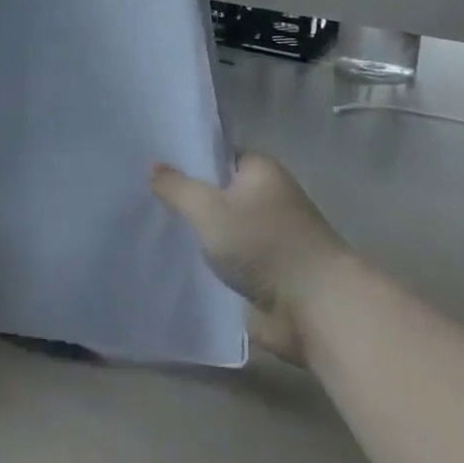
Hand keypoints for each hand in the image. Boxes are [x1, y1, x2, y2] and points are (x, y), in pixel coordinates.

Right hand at [151, 153, 346, 363]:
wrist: (316, 307)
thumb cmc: (264, 245)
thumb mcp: (209, 209)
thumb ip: (178, 188)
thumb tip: (155, 167)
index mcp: (260, 170)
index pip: (218, 155)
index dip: (188, 161)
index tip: (155, 171)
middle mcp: (269, 196)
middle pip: (220, 192)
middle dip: (190, 200)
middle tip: (147, 203)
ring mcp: (271, 234)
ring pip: (224, 227)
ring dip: (201, 234)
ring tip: (158, 233)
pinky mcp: (270, 269)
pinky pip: (232, 257)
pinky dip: (213, 260)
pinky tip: (182, 263)